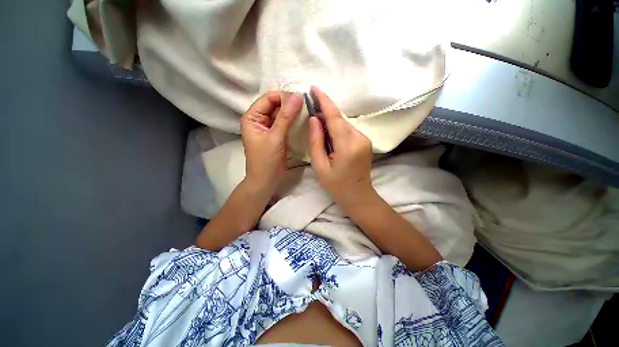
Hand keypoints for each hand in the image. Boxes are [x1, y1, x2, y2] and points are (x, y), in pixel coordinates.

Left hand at [241, 91, 301, 195]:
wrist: (266, 181)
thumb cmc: (266, 160)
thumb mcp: (275, 137)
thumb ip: (286, 117)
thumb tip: (297, 96)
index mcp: (252, 117)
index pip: (268, 99)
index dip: (284, 96)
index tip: (301, 99)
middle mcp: (258, 120)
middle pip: (275, 105)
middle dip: (290, 104)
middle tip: (307, 105)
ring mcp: (268, 128)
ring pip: (281, 114)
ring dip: (293, 113)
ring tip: (307, 111)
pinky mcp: (276, 135)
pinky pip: (284, 123)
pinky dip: (293, 121)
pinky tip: (303, 121)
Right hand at [307, 86, 372, 205]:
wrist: (358, 196)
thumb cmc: (336, 185)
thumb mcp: (320, 166)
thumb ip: (316, 141)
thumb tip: (314, 119)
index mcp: (347, 145)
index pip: (334, 117)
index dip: (324, 101)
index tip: (314, 88)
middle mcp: (359, 138)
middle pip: (340, 119)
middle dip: (325, 111)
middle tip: (311, 108)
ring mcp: (364, 139)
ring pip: (344, 123)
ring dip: (330, 121)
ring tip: (317, 124)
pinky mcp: (365, 142)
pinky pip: (348, 130)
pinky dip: (337, 128)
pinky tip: (328, 134)